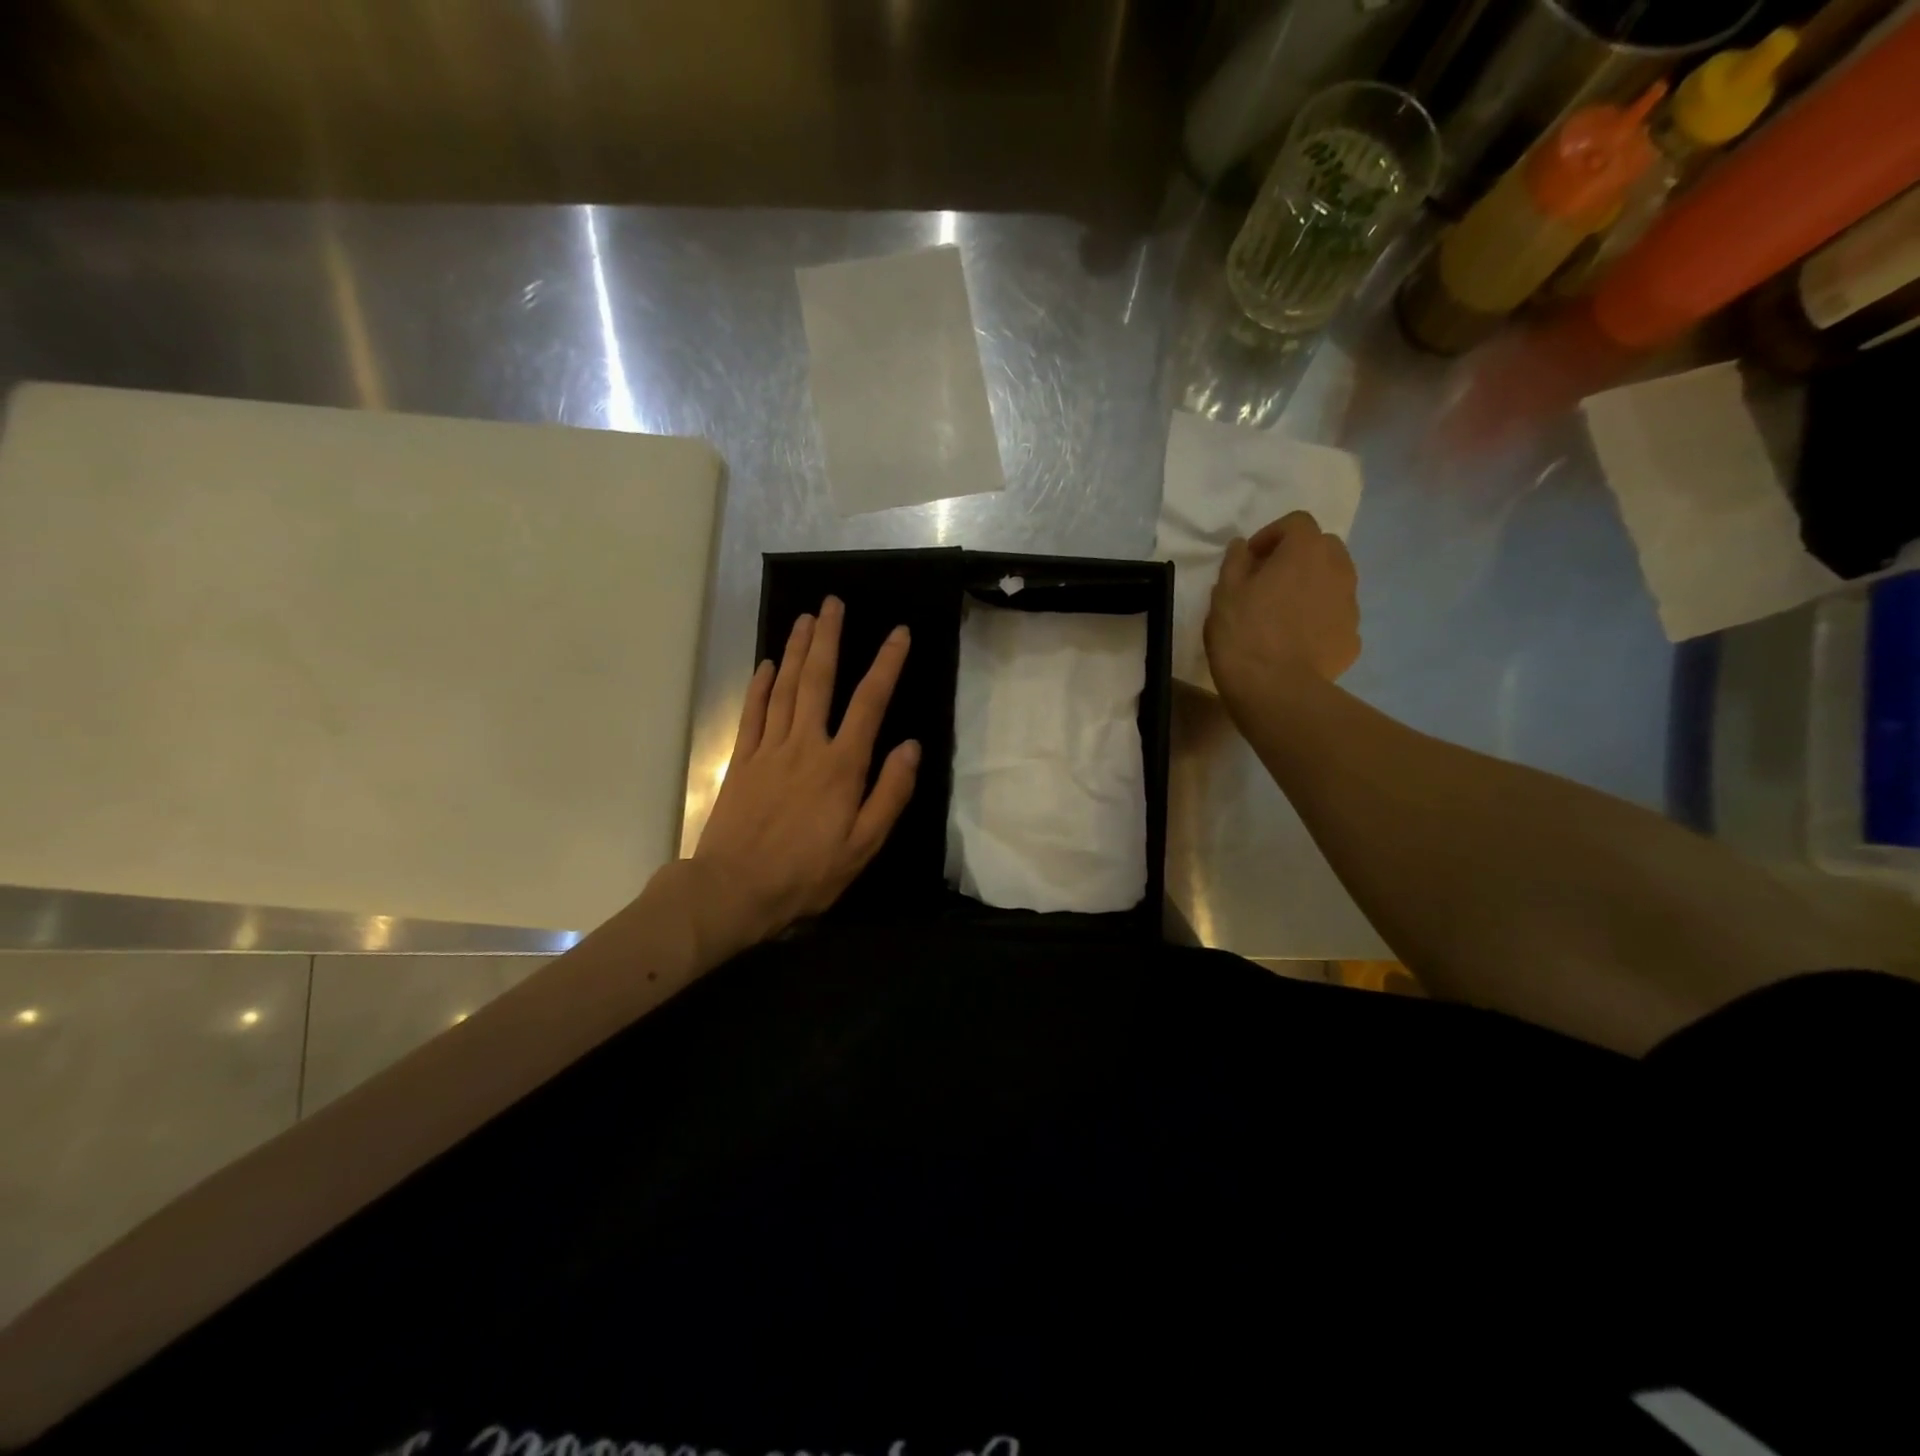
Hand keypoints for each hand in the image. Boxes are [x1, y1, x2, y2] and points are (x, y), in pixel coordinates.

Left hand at [691, 596, 919, 949]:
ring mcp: (768, 750)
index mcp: (841, 766)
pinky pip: (752, 714)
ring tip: (805, 618)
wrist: (734, 890)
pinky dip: (759, 686)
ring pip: (784, 688)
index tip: (899, 633)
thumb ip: (890, 793)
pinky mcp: (741, 762)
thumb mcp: (863, 846)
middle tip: (833, 603)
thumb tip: (911, 746)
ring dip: (796, 650)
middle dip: (829, 639)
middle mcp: (805, 746)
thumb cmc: (807, 874)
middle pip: (818, 681)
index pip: (870, 703)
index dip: (886, 665)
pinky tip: (766, 665)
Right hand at [1204, 510, 1360, 710]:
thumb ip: (1235, 561)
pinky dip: (1320, 619)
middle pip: (1324, 547)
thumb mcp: (1224, 593)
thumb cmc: (1244, 634)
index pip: (1297, 522)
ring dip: (1312, 586)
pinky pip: (1336, 617)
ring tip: (1284, 613)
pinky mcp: (1352, 637)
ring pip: (1335, 581)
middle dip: (1298, 557)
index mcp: (1305, 551)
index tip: (1251, 558)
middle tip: (1270, 581)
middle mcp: (1338, 569)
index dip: (1272, 534)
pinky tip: (1297, 641)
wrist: (1276, 689)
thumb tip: (1243, 546)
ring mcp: (1350, 604)